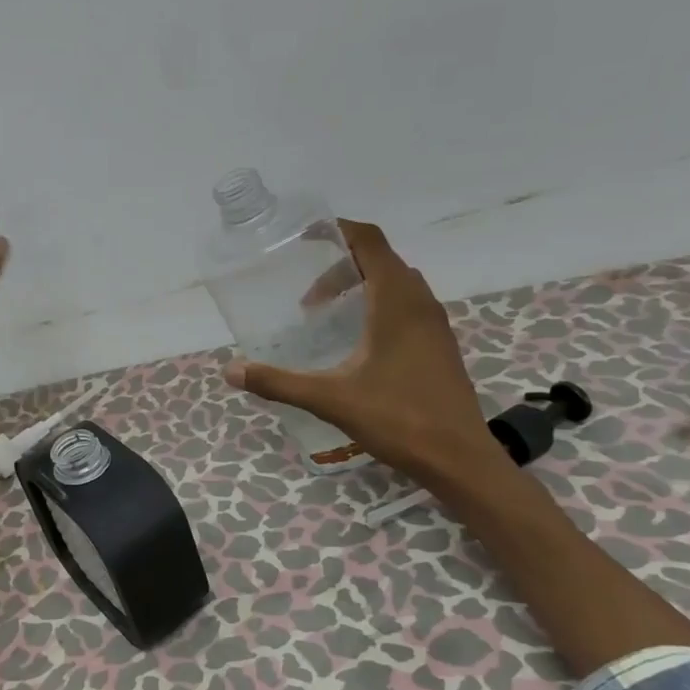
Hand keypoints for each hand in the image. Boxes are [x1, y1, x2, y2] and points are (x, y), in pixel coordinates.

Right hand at [222, 220, 501, 481]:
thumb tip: (231, 370)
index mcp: (396, 302)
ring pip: (398, 283)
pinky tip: (359, 341)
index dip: (339, 232)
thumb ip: (279, 382)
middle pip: (382, 260)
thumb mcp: (330, 399)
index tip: (306, 238)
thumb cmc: (398, 419)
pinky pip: (408, 305)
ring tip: (329, 313)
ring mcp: (435, 324)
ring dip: (363, 285)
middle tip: (309, 293)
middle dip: (342, 264)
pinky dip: (380, 305)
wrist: (459, 458)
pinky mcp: (440, 345)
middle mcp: (420, 303)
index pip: (370, 242)